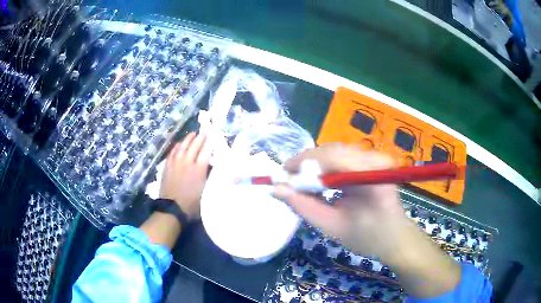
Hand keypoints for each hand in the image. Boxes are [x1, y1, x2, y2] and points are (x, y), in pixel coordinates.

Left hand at [160, 132, 209, 220]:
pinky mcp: (168, 166)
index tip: (213, 135)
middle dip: (200, 137)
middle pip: (194, 146)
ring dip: (188, 139)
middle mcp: (187, 163)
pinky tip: (180, 144)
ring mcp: (176, 163)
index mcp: (198, 170)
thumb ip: (209, 177)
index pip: (206, 151)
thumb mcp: (206, 192)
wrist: (172, 208)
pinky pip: (173, 152)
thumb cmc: (192, 204)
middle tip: (205, 131)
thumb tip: (212, 166)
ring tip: (192, 134)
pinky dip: (177, 146)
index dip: (210, 142)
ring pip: (183, 146)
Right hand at [273, 144, 406, 256]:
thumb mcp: (332, 226)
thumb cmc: (368, 237)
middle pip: (332, 151)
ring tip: (302, 183)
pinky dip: (326, 167)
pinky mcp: (372, 160)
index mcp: (372, 177)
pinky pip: (342, 157)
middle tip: (289, 182)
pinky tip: (320, 182)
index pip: (332, 157)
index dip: (303, 163)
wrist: (394, 237)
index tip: (282, 176)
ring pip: (335, 151)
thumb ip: (304, 207)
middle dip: (307, 164)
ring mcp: (376, 158)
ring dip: (315, 166)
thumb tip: (276, 189)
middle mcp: (376, 160)